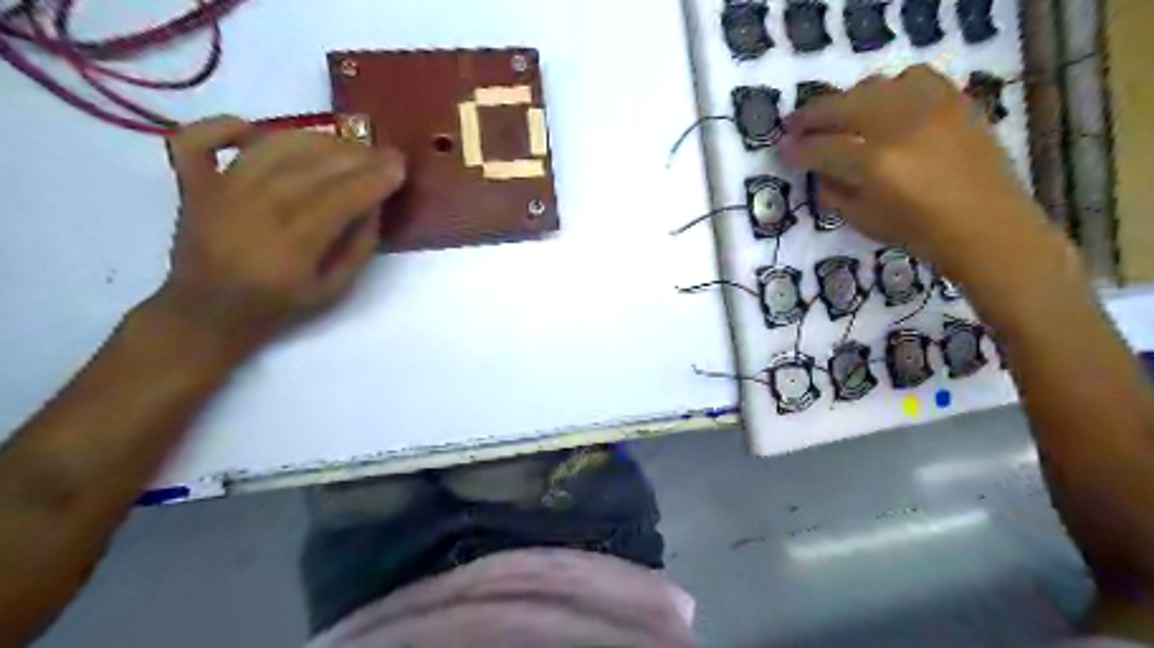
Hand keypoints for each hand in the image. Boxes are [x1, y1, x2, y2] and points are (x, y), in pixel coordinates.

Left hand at [147, 114, 402, 357]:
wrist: (206, 314)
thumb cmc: (278, 307)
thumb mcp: (334, 291)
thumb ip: (358, 247)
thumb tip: (374, 204)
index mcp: (291, 246)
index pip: (339, 199)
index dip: (372, 179)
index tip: (398, 166)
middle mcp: (253, 210)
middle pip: (310, 168)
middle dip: (354, 155)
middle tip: (381, 152)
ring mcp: (217, 193)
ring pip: (270, 148)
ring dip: (313, 140)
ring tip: (342, 144)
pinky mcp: (191, 184)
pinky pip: (196, 140)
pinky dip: (223, 126)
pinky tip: (254, 130)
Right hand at [778, 64, 1041, 274]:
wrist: (988, 226)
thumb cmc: (920, 233)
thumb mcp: (863, 221)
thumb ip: (833, 192)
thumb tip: (817, 169)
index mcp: (874, 164)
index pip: (821, 148)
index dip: (796, 150)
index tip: (782, 151)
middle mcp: (899, 126)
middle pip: (841, 106)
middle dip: (810, 116)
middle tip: (794, 126)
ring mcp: (930, 108)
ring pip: (873, 86)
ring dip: (847, 101)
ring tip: (838, 117)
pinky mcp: (954, 101)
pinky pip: (913, 78)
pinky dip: (890, 88)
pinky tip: (884, 107)